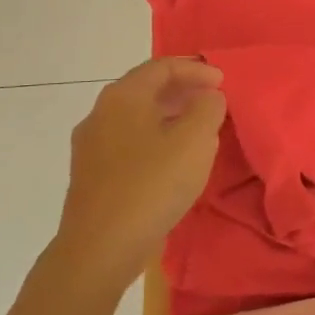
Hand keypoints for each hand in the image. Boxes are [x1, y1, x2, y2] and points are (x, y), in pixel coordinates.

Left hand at [52, 58, 225, 290]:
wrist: (100, 248)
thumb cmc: (152, 185)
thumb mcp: (195, 140)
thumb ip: (208, 108)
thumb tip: (207, 97)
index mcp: (123, 97)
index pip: (161, 66)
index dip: (196, 68)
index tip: (223, 81)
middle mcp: (100, 113)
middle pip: (146, 89)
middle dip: (182, 90)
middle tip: (213, 100)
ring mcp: (91, 146)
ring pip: (136, 118)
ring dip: (169, 116)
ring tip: (198, 130)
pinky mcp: (91, 175)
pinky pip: (128, 143)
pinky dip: (155, 139)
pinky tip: (172, 160)